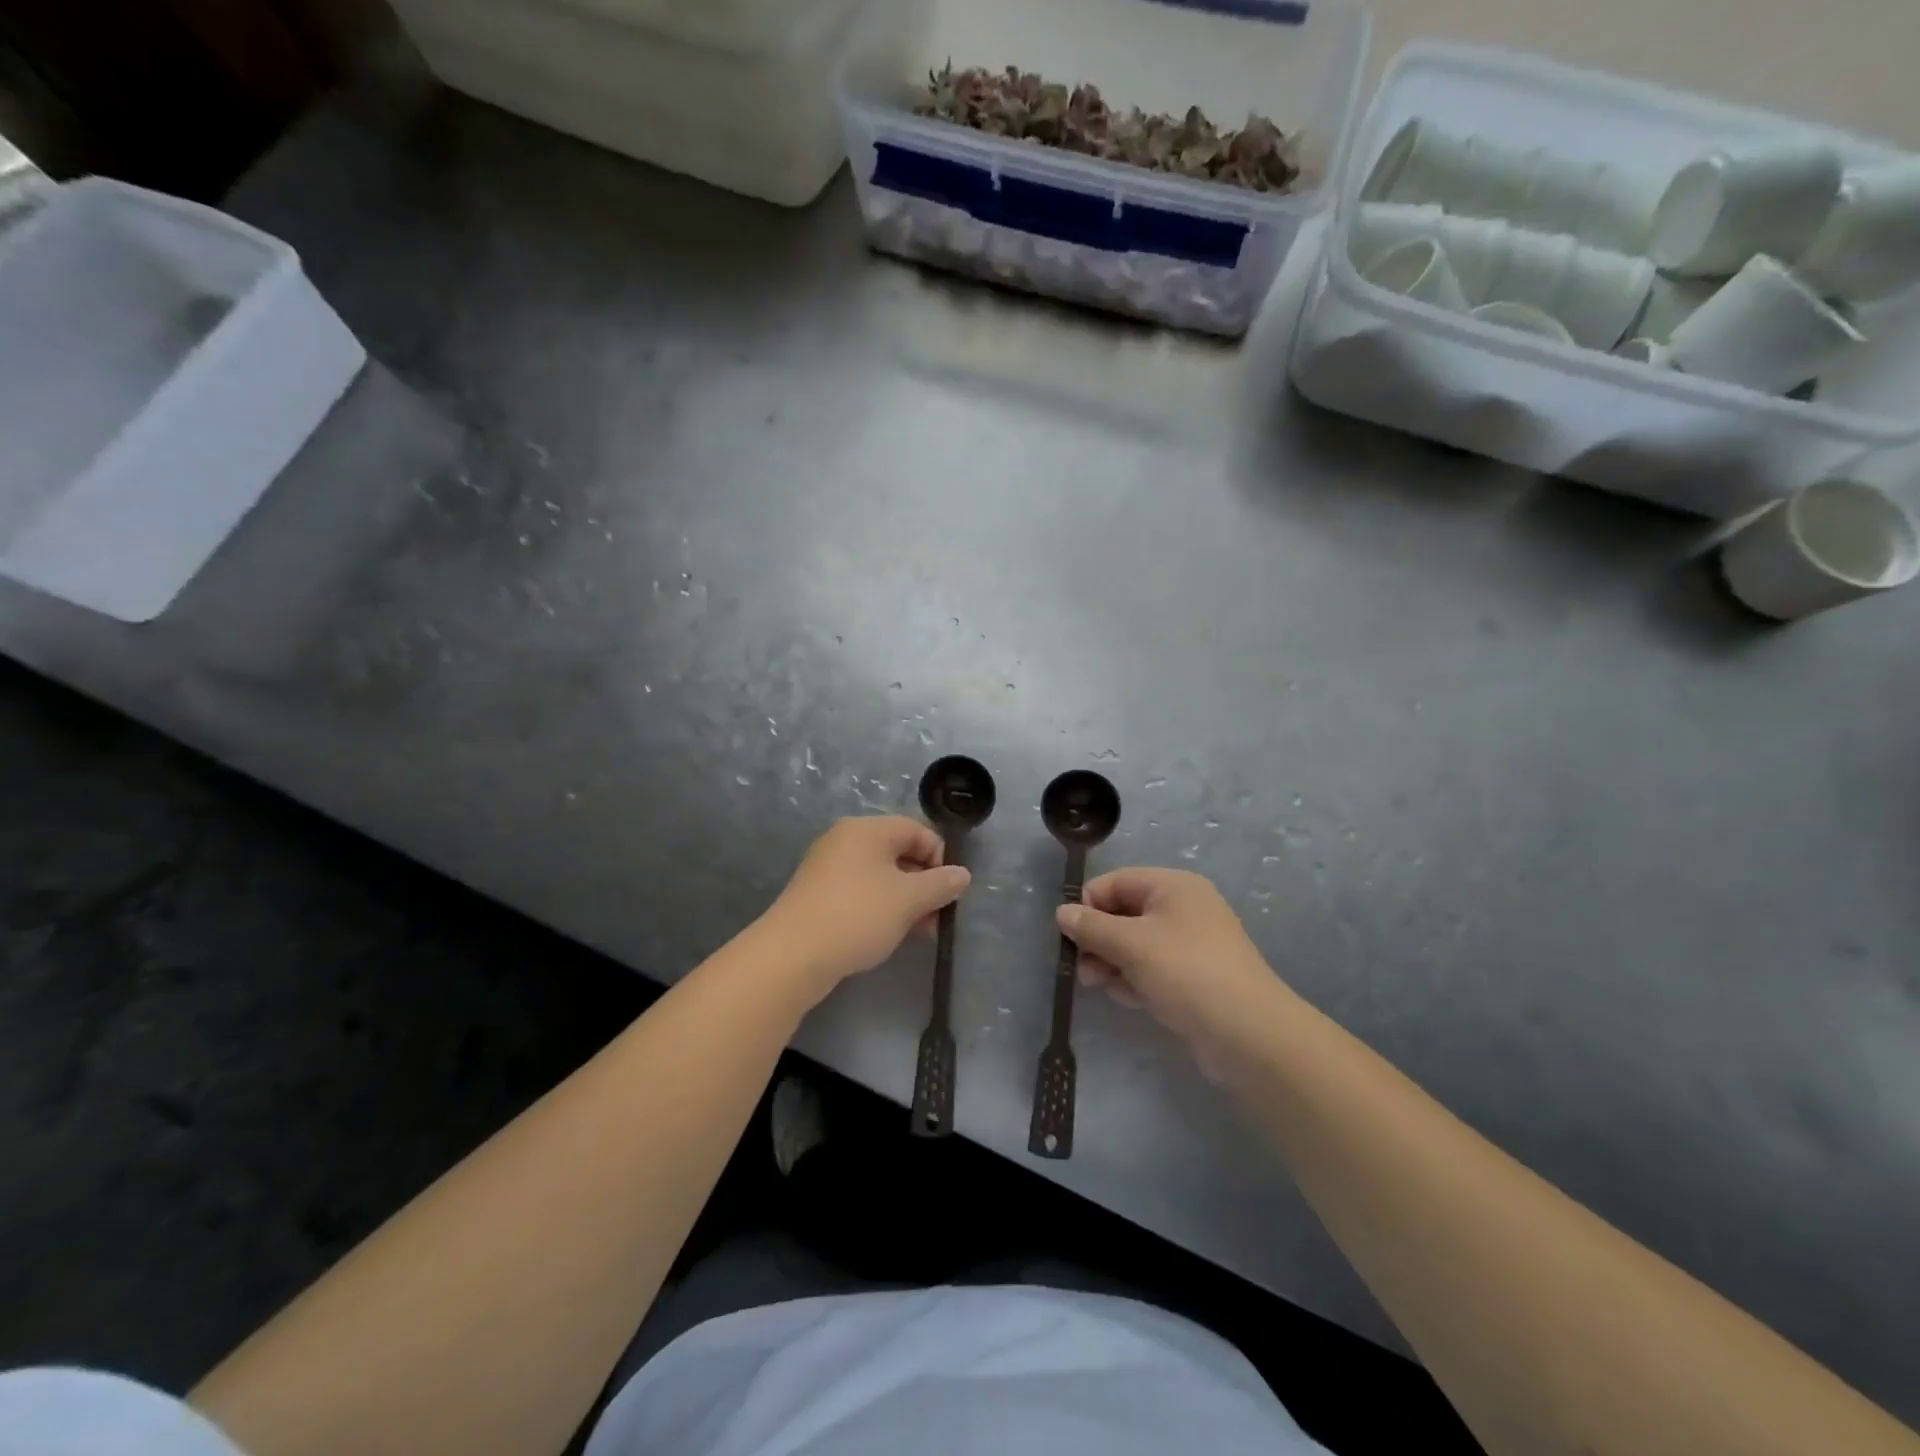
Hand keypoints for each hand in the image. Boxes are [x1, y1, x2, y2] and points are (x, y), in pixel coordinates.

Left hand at [762, 817, 970, 996]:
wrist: (792, 955)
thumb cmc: (857, 915)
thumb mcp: (908, 899)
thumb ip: (940, 884)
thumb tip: (962, 874)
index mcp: (866, 830)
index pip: (916, 830)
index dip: (940, 856)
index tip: (950, 889)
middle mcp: (844, 841)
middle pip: (898, 852)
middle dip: (924, 882)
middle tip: (939, 914)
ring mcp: (827, 868)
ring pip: (879, 876)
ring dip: (905, 900)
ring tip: (921, 931)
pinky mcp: (817, 895)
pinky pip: (860, 893)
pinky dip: (881, 908)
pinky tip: (890, 935)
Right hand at [1057, 868, 1287, 1073]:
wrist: (1250, 1035)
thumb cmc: (1186, 973)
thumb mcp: (1131, 944)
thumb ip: (1091, 927)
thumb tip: (1062, 912)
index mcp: (1172, 886)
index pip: (1115, 882)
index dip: (1088, 906)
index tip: (1069, 937)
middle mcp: (1183, 908)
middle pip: (1124, 913)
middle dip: (1098, 939)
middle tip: (1082, 969)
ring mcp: (1191, 945)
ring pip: (1135, 944)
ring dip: (1112, 962)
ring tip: (1101, 986)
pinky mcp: (1194, 978)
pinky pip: (1152, 969)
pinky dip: (1134, 979)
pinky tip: (1127, 998)